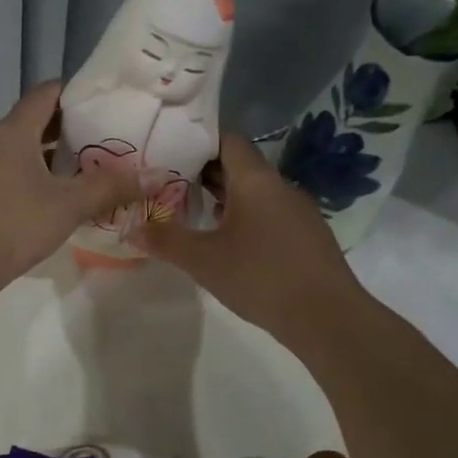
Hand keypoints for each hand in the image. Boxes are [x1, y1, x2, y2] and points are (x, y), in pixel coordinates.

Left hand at [0, 81, 144, 294]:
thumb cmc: (15, 225)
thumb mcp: (69, 206)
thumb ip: (111, 187)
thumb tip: (156, 175)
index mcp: (13, 133)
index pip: (45, 94)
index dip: (74, 92)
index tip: (101, 101)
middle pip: (30, 122)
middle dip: (64, 128)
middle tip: (99, 139)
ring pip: (15, 150)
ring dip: (44, 155)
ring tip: (78, 170)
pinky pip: (2, 172)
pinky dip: (26, 175)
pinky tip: (44, 198)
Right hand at [137, 132, 363, 339]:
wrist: (327, 316)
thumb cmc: (260, 277)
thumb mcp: (203, 260)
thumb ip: (165, 240)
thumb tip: (130, 227)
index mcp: (256, 180)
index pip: (227, 140)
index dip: (197, 141)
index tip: (167, 151)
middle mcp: (279, 187)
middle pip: (239, 166)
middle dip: (203, 172)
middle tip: (167, 183)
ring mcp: (297, 211)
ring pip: (254, 192)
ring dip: (223, 198)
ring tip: (189, 212)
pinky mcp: (305, 236)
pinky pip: (268, 214)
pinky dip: (243, 218)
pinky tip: (226, 242)